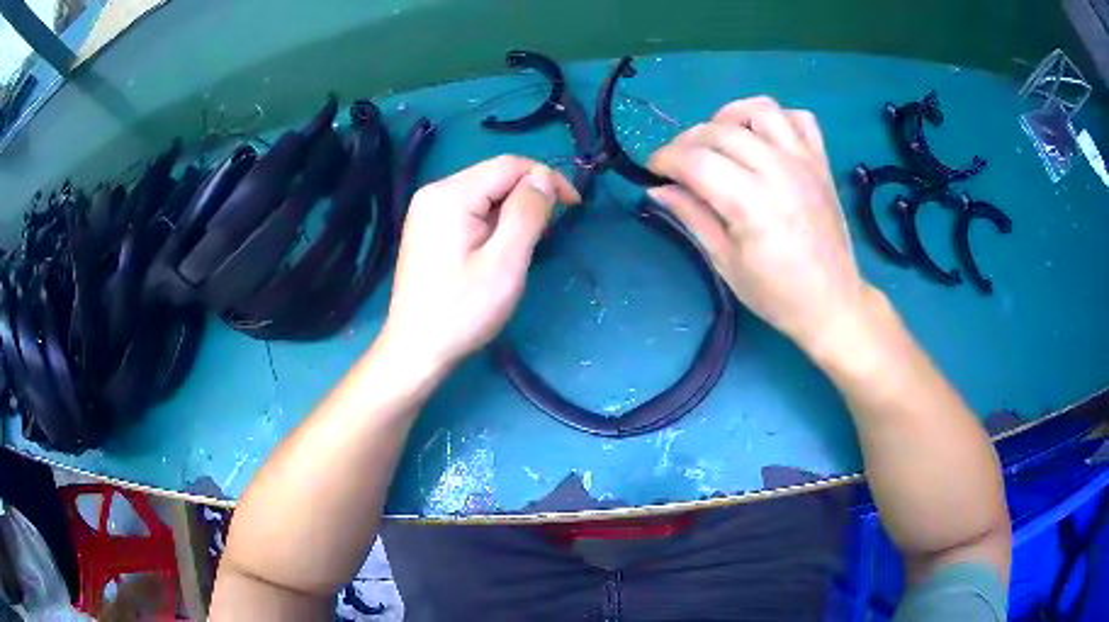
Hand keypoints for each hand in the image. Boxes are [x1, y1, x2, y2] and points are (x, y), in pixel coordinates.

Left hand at [380, 155, 580, 372]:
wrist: (416, 349)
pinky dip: (494, 221)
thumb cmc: (462, 310)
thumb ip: (528, 213)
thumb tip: (544, 178)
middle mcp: (435, 191)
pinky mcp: (428, 227)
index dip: (547, 178)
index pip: (510, 164)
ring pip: (485, 193)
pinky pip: (470, 209)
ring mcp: (428, 210)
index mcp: (451, 194)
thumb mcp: (505, 263)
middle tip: (547, 233)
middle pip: (495, 176)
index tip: (574, 207)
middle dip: (529, 196)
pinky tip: (498, 248)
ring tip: (523, 247)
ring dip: (513, 210)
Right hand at [647, 96, 874, 354]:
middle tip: (679, 164)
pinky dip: (776, 119)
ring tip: (719, 139)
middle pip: (720, 131)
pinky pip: (800, 118)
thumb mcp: (725, 262)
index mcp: (752, 204)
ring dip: (730, 116)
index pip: (696, 161)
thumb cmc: (776, 293)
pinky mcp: (821, 162)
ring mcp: (804, 162)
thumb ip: (692, 217)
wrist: (832, 302)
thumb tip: (656, 189)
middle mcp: (778, 171)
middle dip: (687, 141)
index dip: (665, 159)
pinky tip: (762, 139)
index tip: (652, 170)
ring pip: (760, 109)